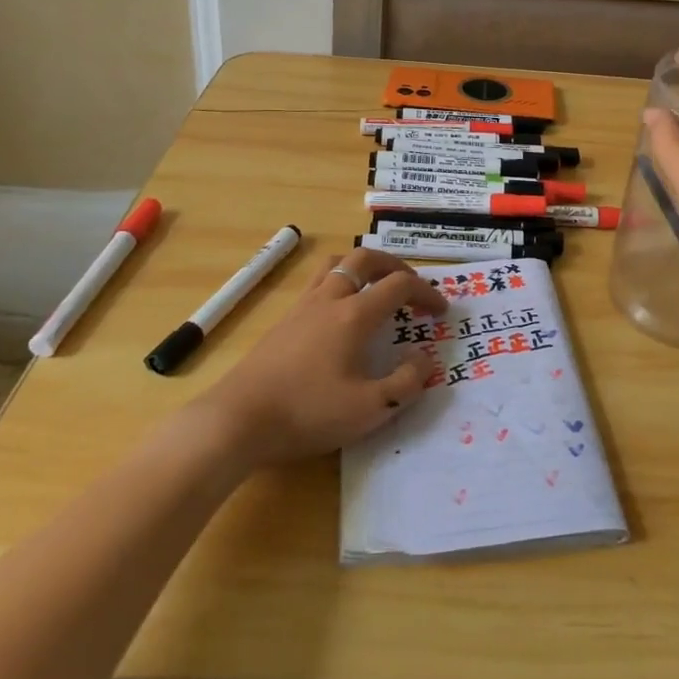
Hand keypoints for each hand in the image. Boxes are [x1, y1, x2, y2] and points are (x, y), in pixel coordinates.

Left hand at [197, 248, 446, 465]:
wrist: (237, 420)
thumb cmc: (307, 413)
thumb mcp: (369, 410)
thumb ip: (405, 383)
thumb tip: (425, 359)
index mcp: (354, 315)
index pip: (398, 285)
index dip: (426, 292)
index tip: (441, 311)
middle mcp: (329, 299)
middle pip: (365, 259)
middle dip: (394, 265)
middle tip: (411, 285)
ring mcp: (302, 307)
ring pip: (336, 264)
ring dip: (362, 267)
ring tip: (375, 286)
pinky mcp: (283, 321)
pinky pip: (317, 283)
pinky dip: (339, 283)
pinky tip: (339, 314)